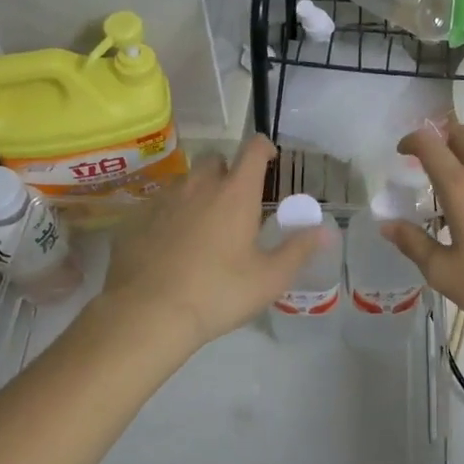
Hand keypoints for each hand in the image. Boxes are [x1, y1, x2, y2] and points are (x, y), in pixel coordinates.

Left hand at [101, 136, 326, 349]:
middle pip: (215, 160)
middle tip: (236, 202)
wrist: (147, 315)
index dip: (263, 148)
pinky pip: (159, 205)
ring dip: (198, 192)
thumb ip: (299, 249)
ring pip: (185, 181)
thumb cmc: (218, 293)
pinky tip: (172, 245)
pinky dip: (170, 215)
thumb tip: (327, 231)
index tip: (269, 159)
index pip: (252, 150)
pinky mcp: (136, 220)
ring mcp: (163, 201)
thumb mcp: (269, 278)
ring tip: (204, 224)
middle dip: (228, 171)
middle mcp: (198, 186)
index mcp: (235, 194)